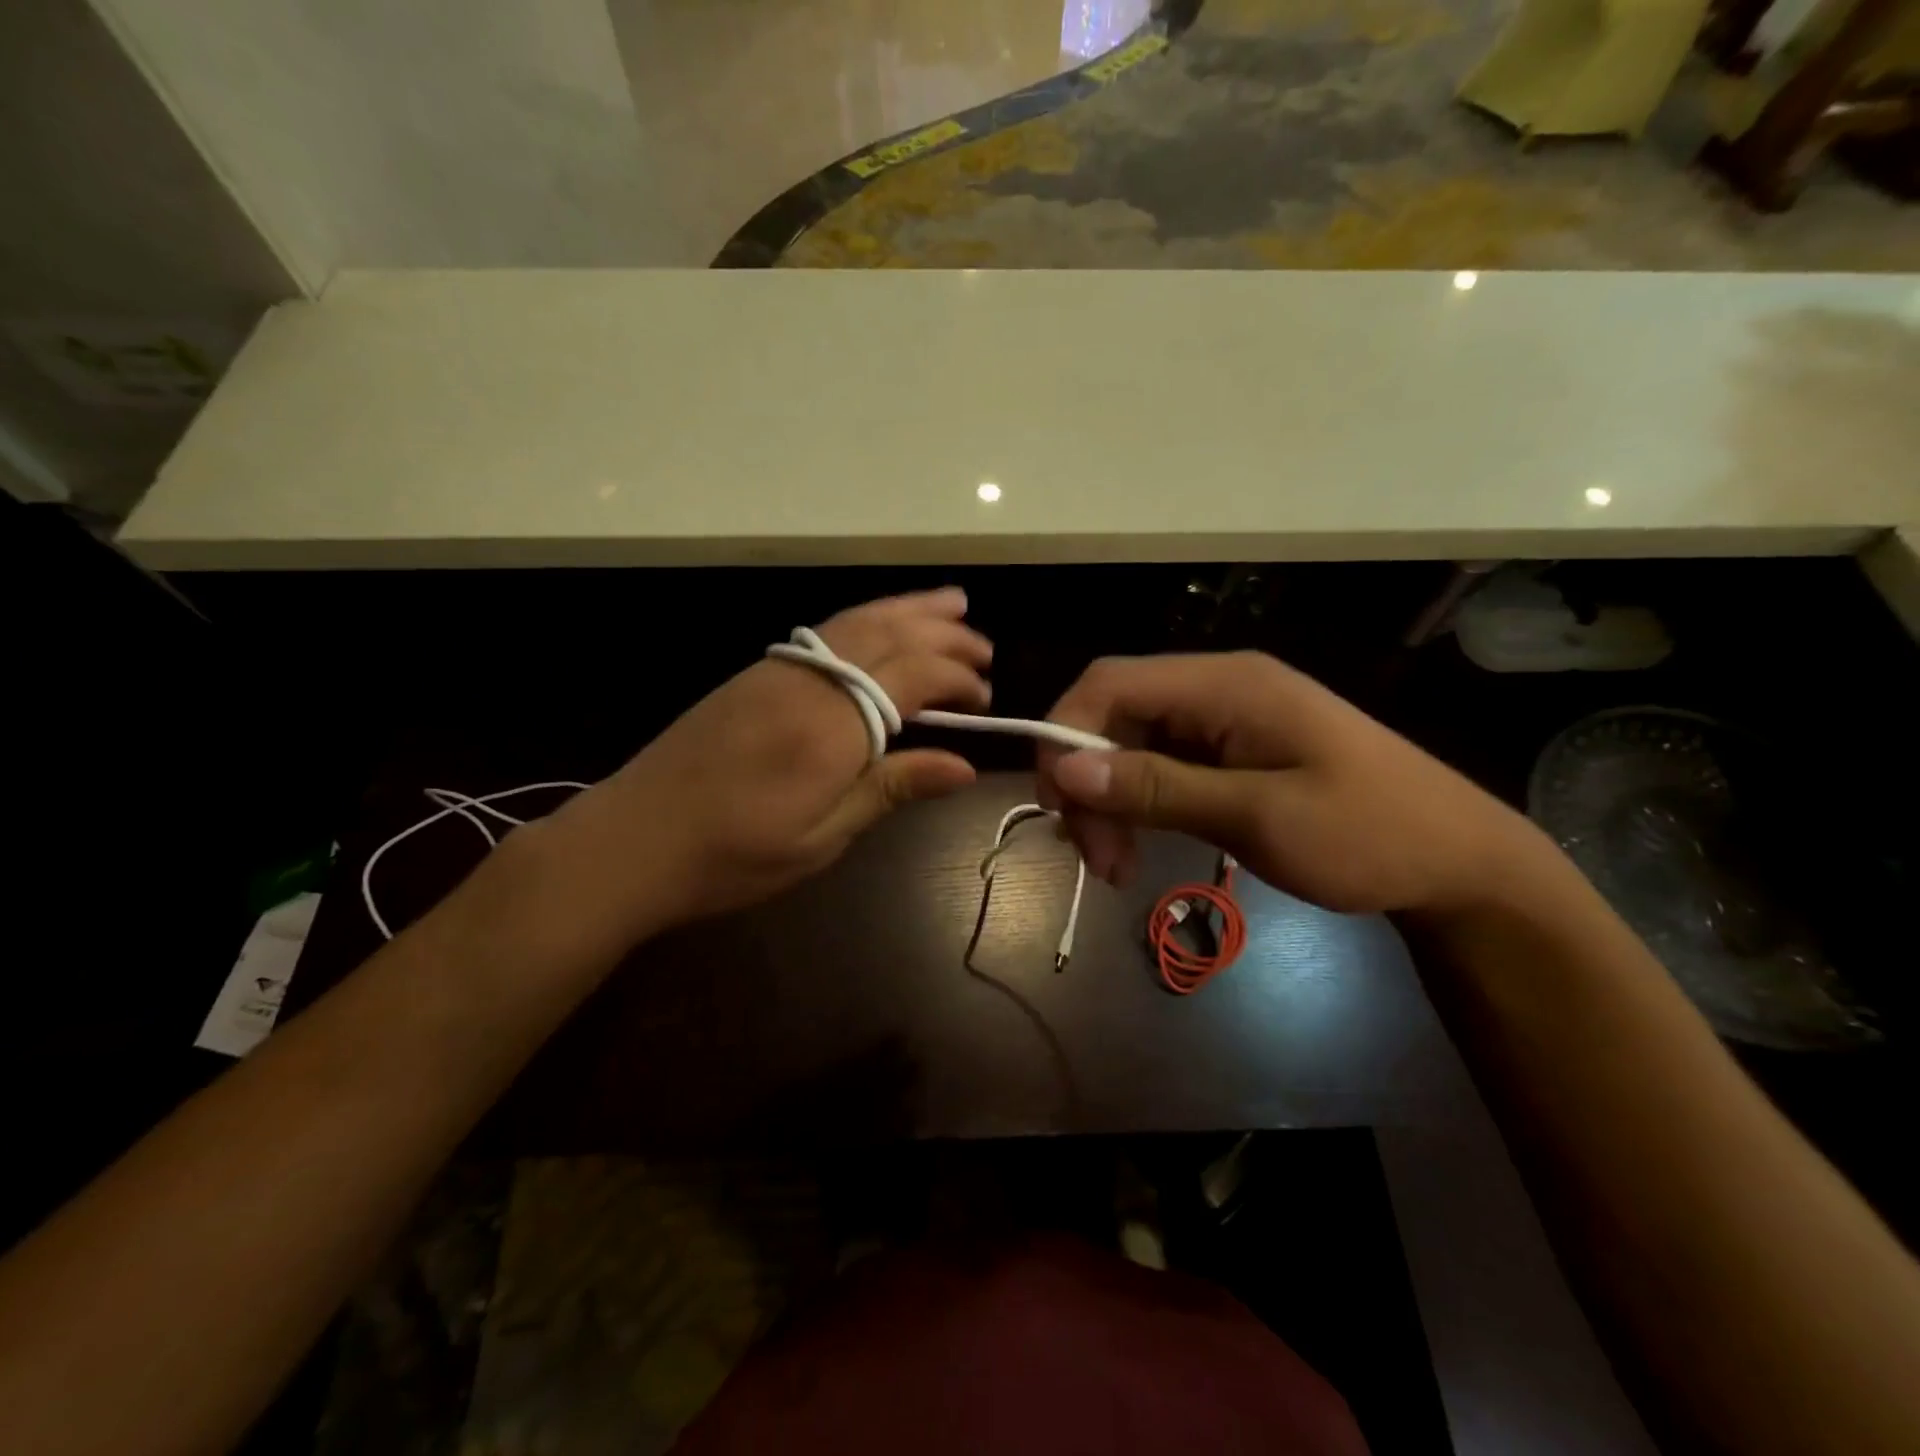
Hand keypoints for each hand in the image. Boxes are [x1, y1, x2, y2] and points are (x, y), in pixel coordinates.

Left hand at [552, 588, 990, 938]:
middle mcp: (810, 681)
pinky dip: (866, 620)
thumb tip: (964, 766)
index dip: (956, 677)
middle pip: (889, 636)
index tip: (985, 697)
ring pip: (856, 622)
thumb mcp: (822, 836)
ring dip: (906, 610)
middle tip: (983, 644)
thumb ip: (891, 788)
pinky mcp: (755, 673)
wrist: (631, 842)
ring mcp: (778, 669)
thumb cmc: (733, 855)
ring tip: (949, 604)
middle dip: (942, 634)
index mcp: (833, 725)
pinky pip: (826, 631)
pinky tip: (879, 628)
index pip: (913, 675)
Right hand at [1037, 652, 1554, 917]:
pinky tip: (1141, 849)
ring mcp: (1225, 721)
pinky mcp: (1231, 753)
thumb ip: (1158, 788)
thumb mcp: (1258, 816)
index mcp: (1226, 684)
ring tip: (1118, 867)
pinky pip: (1161, 767)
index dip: (1065, 734)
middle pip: (1115, 716)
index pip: (1110, 682)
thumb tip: (1066, 769)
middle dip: (1089, 784)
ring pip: (1131, 746)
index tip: (1058, 806)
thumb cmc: (1369, 834)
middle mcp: (1217, 690)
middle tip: (1097, 859)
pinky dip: (1139, 807)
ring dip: (1110, 802)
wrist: (1459, 863)